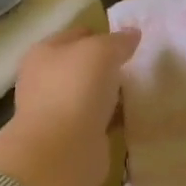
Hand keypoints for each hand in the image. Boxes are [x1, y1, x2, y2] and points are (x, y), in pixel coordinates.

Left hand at [0, 25, 140, 185]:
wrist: (62, 151)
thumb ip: (118, 41)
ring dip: (111, 94)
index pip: (77, 35)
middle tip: (138, 65)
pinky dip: (114, 118)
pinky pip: (99, 120)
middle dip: (108, 65)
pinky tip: (134, 115)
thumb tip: (132, 34)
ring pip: (91, 94)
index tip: (130, 41)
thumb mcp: (101, 51)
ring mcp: (58, 111)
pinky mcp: (73, 137)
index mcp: (45, 53)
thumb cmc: (76, 89)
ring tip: (141, 89)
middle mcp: (46, 80)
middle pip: (83, 66)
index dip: (102, 34)